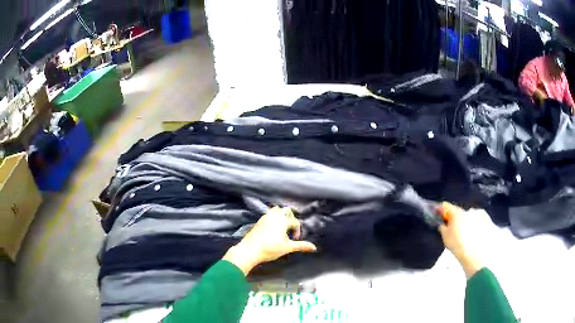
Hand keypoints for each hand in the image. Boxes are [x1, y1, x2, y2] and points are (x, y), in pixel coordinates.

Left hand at [223, 207, 316, 274]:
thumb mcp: (287, 248)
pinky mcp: (259, 221)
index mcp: (283, 221)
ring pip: (275, 210)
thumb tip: (314, 247)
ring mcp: (265, 217)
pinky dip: (273, 217)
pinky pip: (268, 214)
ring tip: (282, 226)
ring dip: (281, 215)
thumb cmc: (270, 248)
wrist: (250, 250)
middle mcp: (275, 216)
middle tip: (291, 228)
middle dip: (291, 218)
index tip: (295, 240)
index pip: (295, 222)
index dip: (297, 231)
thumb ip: (301, 246)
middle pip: (286, 210)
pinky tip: (272, 228)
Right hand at [438, 202, 487, 277]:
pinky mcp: (486, 219)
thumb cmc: (457, 244)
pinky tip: (475, 230)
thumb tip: (442, 224)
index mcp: (456, 213)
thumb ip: (442, 227)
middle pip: (458, 211)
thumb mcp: (445, 237)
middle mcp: (467, 210)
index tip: (438, 212)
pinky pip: (479, 217)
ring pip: (469, 215)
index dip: (441, 209)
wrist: (473, 253)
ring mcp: (478, 214)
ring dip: (465, 219)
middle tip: (452, 225)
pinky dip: (476, 221)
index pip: (446, 206)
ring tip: (464, 230)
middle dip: (455, 217)